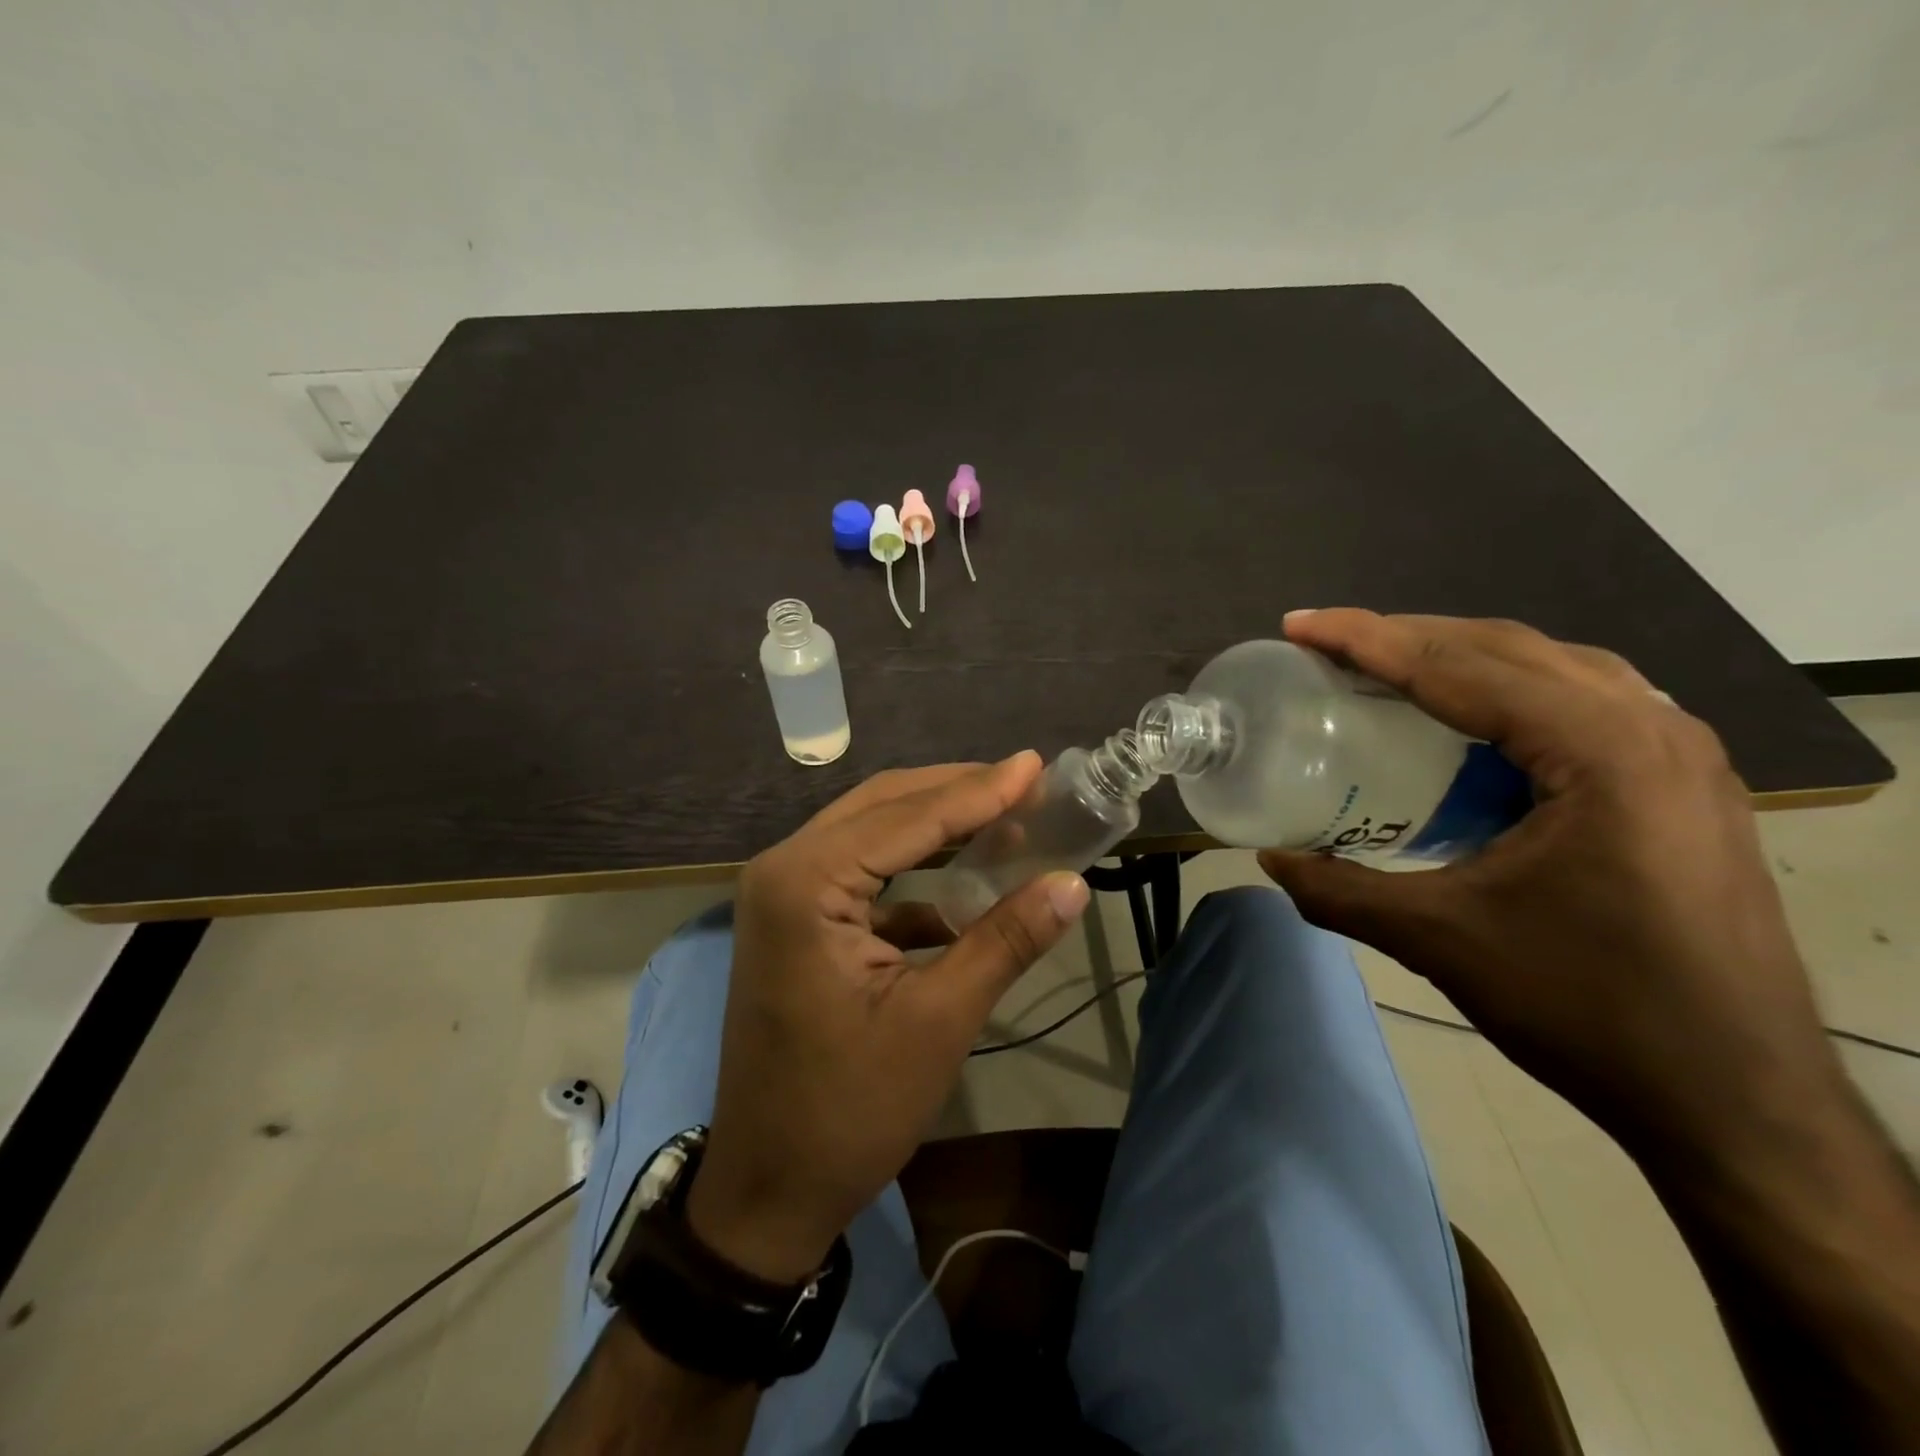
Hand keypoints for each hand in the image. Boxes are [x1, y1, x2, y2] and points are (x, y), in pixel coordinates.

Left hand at [686, 755, 1090, 1281]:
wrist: (768, 1189)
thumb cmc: (849, 1108)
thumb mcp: (939, 1021)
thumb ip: (1005, 941)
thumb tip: (1072, 883)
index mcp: (806, 883)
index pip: (907, 817)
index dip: (979, 791)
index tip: (1036, 764)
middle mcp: (783, 869)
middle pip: (882, 806)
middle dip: (955, 792)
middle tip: (1025, 782)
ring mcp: (783, 894)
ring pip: (870, 832)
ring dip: (934, 823)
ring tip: (1003, 814)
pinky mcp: (795, 921)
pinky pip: (861, 873)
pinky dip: (912, 870)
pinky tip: (963, 883)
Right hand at [1258, 610, 1845, 1163]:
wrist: (1737, 1102)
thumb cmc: (1588, 1008)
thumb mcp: (1440, 941)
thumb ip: (1339, 891)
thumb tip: (1269, 859)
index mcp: (1600, 751)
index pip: (1461, 666)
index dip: (1367, 640)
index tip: (1299, 626)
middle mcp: (1652, 729)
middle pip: (1508, 647)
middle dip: (1409, 636)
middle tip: (1330, 646)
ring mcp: (1682, 755)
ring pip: (1554, 666)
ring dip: (1463, 657)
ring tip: (1391, 670)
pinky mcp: (1685, 786)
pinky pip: (1586, 702)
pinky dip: (1512, 692)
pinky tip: (1476, 723)